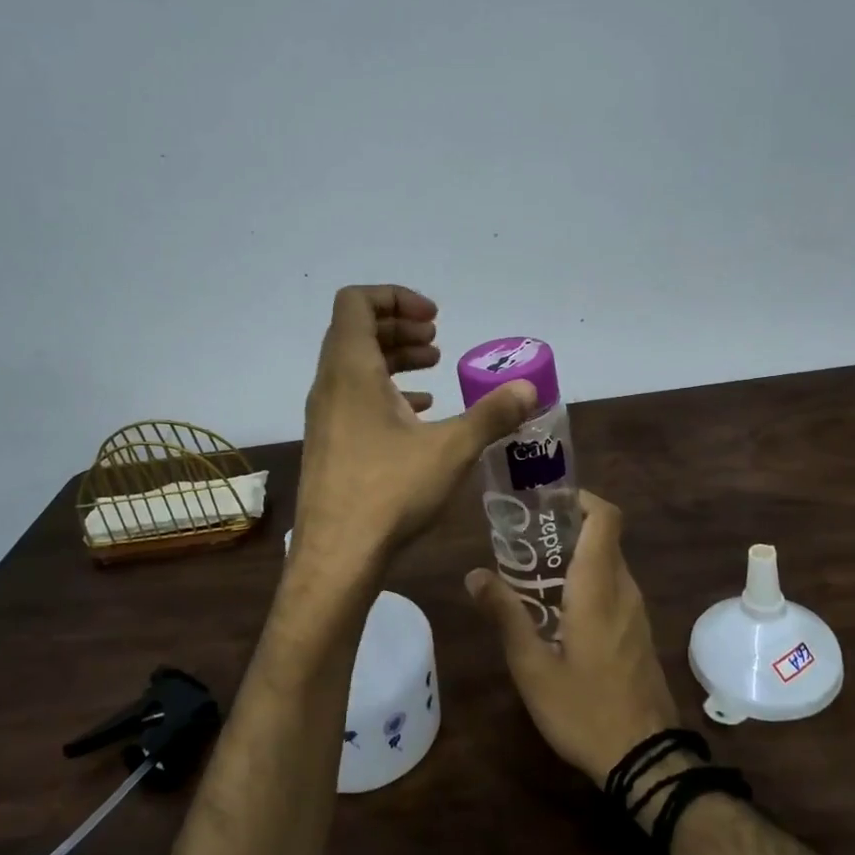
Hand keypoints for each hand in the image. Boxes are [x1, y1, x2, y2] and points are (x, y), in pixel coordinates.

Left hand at [293, 285, 536, 568]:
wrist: (336, 557)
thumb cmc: (389, 492)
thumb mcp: (451, 449)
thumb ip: (492, 413)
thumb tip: (529, 388)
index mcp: (351, 370)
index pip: (357, 302)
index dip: (396, 297)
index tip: (434, 318)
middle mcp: (330, 384)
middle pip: (357, 330)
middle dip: (400, 327)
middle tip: (438, 341)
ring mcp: (325, 416)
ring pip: (355, 366)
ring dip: (394, 359)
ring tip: (434, 371)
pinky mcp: (329, 443)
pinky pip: (354, 397)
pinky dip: (385, 392)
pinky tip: (418, 414)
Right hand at [466, 491, 682, 786]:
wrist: (645, 759)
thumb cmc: (584, 709)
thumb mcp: (532, 667)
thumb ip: (505, 615)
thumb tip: (474, 574)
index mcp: (598, 587)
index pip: (605, 518)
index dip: (581, 498)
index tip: (546, 500)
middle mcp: (623, 589)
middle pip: (603, 536)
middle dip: (567, 526)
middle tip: (523, 536)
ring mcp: (635, 610)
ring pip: (609, 561)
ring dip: (576, 554)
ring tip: (531, 568)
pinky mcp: (638, 630)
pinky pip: (613, 586)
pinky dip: (587, 578)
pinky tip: (556, 606)